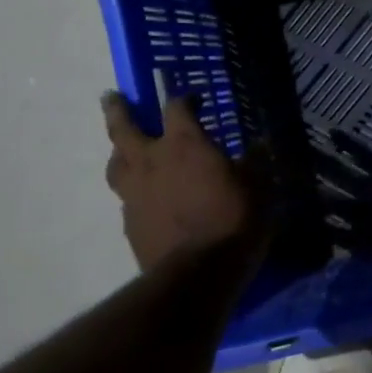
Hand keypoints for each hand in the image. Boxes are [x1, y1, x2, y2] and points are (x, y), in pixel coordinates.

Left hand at [101, 91, 258, 271]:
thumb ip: (255, 163)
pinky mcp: (129, 224)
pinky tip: (142, 198)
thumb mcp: (259, 187)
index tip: (194, 99)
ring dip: (118, 151)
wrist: (197, 275)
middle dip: (118, 110)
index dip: (184, 99)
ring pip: (116, 163)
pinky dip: (132, 190)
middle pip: (123, 127)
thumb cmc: (233, 221)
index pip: (177, 107)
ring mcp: (134, 193)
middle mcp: (151, 161)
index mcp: (184, 143)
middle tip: (112, 97)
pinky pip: (125, 198)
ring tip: (123, 149)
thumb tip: (260, 145)